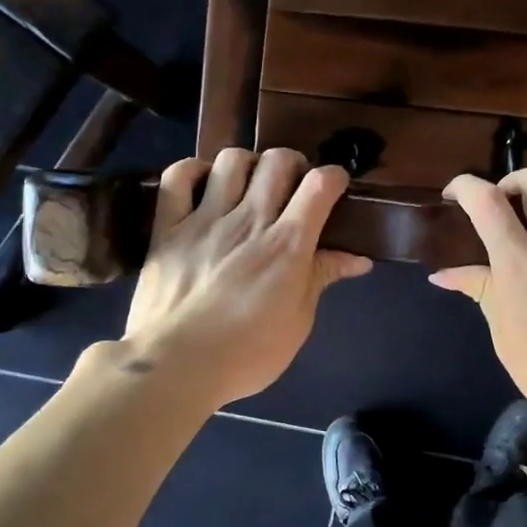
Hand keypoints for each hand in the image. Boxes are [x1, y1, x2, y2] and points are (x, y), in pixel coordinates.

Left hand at [121, 148, 371, 407]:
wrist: (175, 365)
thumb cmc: (246, 353)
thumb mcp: (298, 322)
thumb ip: (322, 278)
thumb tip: (358, 258)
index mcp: (287, 245)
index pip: (319, 185)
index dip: (334, 177)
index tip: (335, 187)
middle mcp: (249, 220)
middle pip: (278, 162)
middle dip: (293, 164)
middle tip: (292, 187)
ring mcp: (205, 219)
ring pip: (231, 160)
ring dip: (248, 164)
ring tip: (249, 184)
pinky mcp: (168, 227)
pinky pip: (177, 177)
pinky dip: (192, 170)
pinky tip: (203, 183)